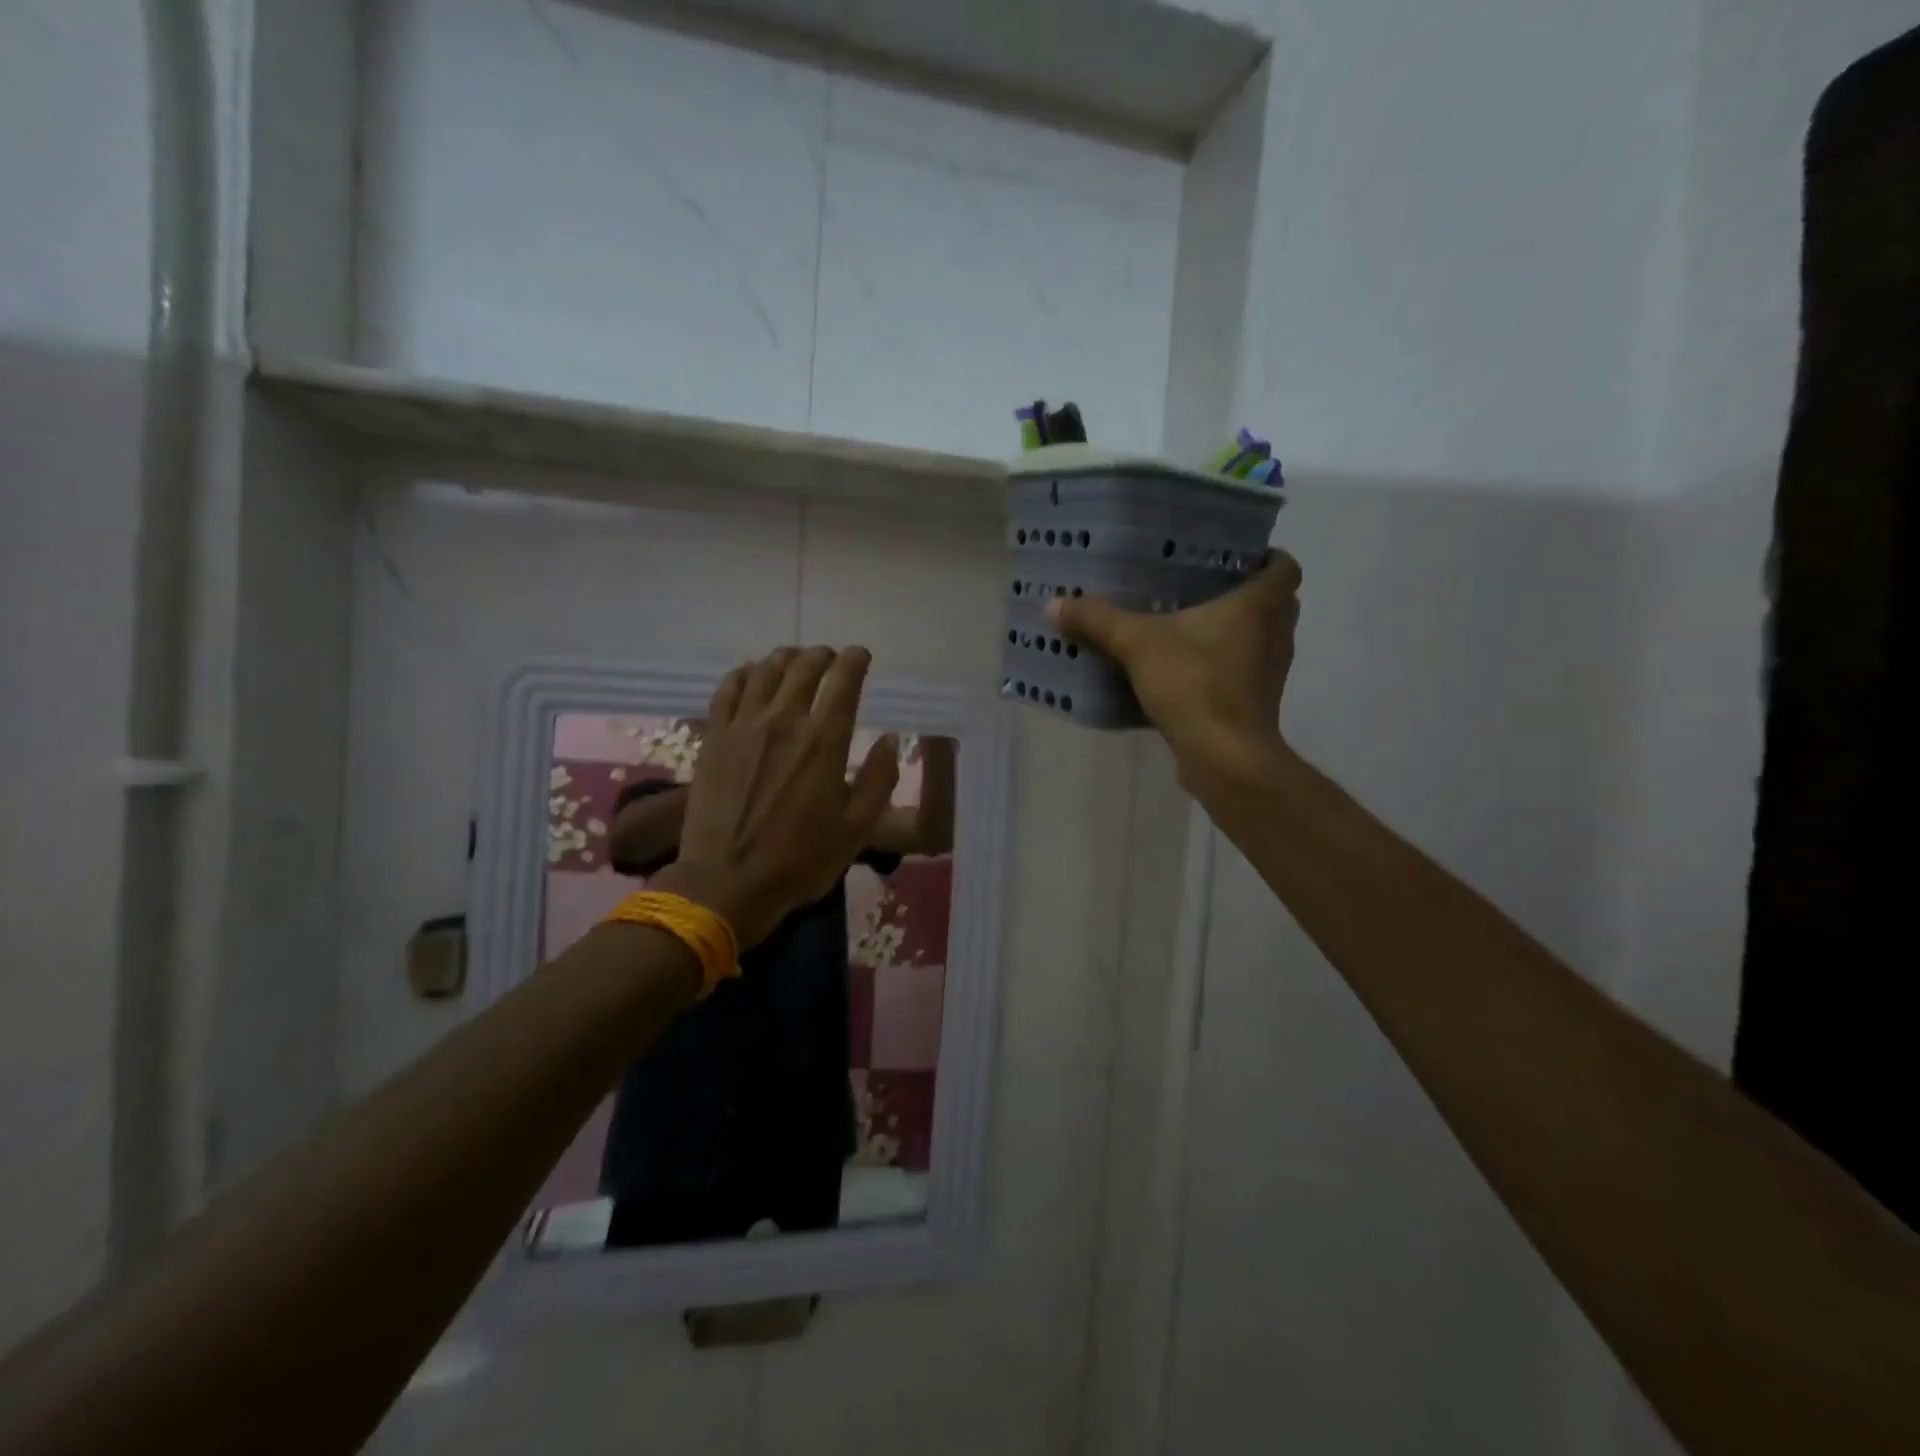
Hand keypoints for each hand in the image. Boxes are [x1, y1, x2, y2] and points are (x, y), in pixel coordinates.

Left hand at [649, 646, 899, 948]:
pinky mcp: (714, 737)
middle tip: (830, 658)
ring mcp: (743, 726)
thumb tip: (889, 739)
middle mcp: (784, 721)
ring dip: (785, 658)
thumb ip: (879, 779)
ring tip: (794, 660)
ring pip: (765, 670)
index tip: (861, 657)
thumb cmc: (800, 860)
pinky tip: (752, 675)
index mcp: (824, 742)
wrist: (727, 882)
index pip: (844, 681)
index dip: (855, 661)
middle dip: (822, 655)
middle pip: (804, 667)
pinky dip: (744, 674)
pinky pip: (728, 689)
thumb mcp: (857, 828)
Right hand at [1047, 552, 1301, 791]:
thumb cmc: (1194, 684)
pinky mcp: (1255, 706)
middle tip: (1204, 589)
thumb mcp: (1137, 644)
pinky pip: (1242, 676)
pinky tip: (1184, 675)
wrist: (1224, 757)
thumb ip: (1098, 621)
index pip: (1284, 568)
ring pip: (1260, 642)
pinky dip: (1222, 670)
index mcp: (1258, 606)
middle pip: (1276, 604)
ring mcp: (1269, 675)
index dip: (1267, 558)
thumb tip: (1054, 604)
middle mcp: (1276, 636)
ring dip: (1235, 635)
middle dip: (1246, 596)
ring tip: (1189, 629)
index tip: (1237, 557)